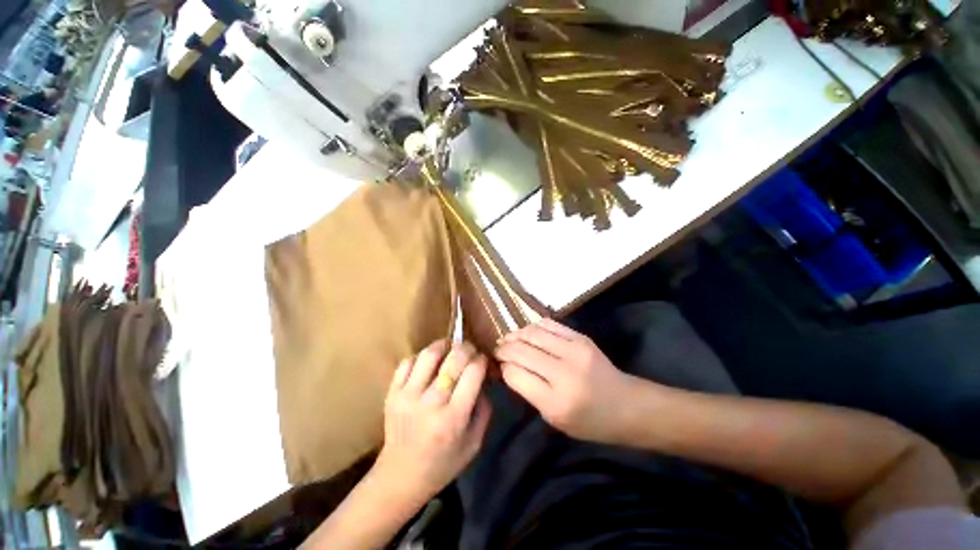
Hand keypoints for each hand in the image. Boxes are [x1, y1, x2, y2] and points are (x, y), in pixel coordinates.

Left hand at [376, 340, 491, 503]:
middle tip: (470, 350)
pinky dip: (422, 356)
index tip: (483, 361)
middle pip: (454, 358)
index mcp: (454, 418)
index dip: (482, 360)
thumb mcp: (475, 442)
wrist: (400, 477)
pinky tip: (429, 363)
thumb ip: (484, 408)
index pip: (473, 372)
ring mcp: (407, 396)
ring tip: (450, 349)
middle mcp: (431, 403)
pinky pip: (408, 361)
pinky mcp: (392, 393)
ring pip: (429, 354)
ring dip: (444, 345)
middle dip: (467, 348)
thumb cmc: (442, 464)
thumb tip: (482, 378)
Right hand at [495, 319, 636, 443]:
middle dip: (504, 348)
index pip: (515, 374)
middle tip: (498, 349)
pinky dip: (533, 327)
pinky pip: (548, 324)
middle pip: (521, 351)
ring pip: (532, 333)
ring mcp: (574, 350)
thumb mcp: (554, 419)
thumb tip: (508, 366)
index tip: (500, 365)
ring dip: (516, 334)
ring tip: (510, 338)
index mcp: (555, 402)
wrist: (627, 405)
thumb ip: (529, 391)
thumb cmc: (589, 421)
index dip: (503, 367)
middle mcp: (564, 373)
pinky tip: (528, 333)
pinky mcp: (581, 337)